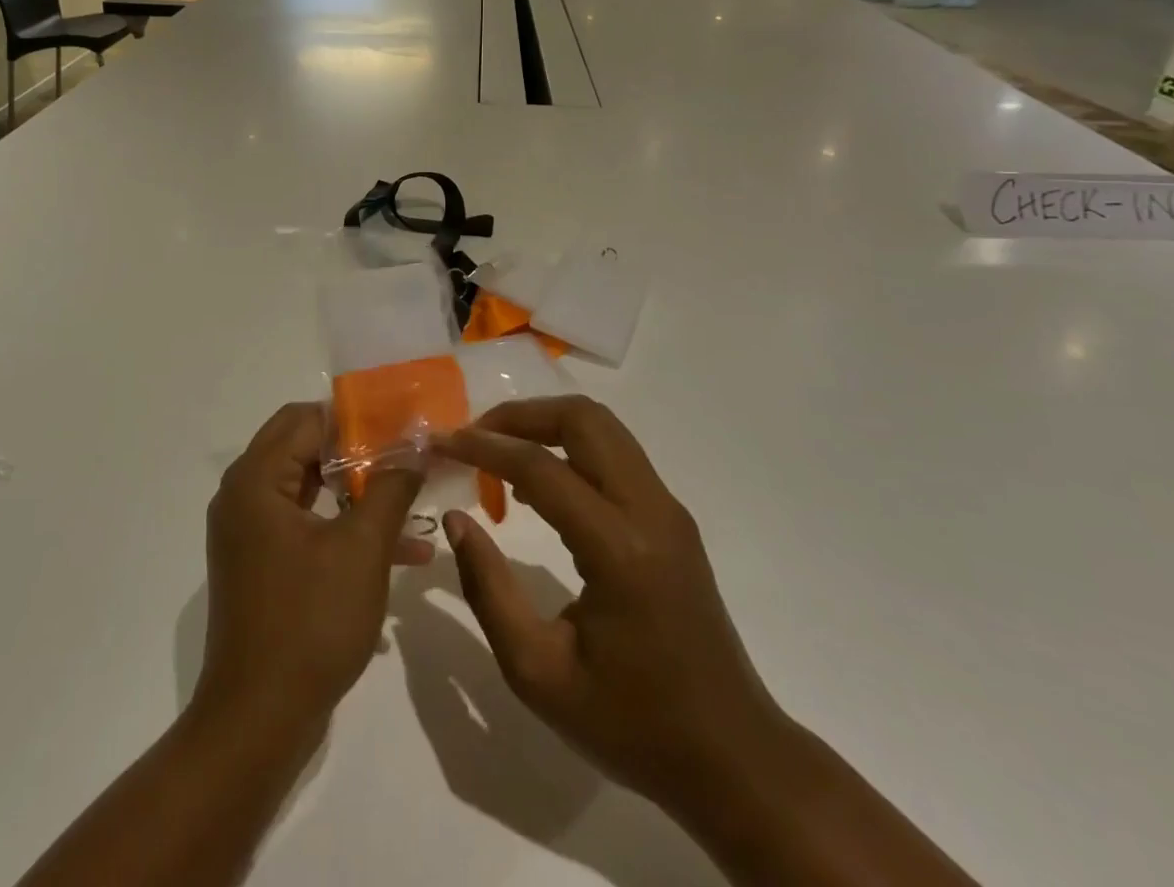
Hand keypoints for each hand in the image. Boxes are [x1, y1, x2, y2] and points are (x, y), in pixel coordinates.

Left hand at [195, 403, 430, 728]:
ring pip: (309, 487)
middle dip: (359, 451)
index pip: (306, 419)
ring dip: (358, 491)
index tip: (400, 425)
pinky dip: (344, 527)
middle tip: (406, 454)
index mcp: (257, 479)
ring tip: (412, 498)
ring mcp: (249, 532)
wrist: (257, 722)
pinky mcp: (260, 564)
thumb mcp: (362, 549)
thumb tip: (415, 449)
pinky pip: (306, 524)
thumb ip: (391, 489)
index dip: (356, 417)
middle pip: (305, 447)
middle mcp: (244, 495)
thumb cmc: (309, 622)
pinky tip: (400, 550)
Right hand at [435, 397, 786, 825]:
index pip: (542, 469)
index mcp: (619, 551)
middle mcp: (650, 511)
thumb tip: (457, 520)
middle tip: (474, 437)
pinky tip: (538, 483)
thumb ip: (488, 590)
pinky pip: (615, 453)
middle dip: (520, 416)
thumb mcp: (537, 673)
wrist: (731, 757)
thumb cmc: (630, 725)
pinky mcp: (671, 518)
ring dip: (546, 425)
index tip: (442, 442)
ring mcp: (667, 509)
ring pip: (602, 427)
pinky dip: (569, 446)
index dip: (485, 447)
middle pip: (583, 420)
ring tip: (499, 452)